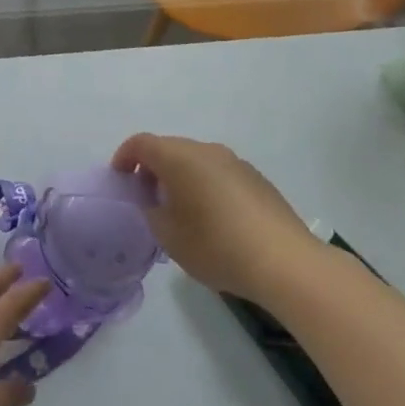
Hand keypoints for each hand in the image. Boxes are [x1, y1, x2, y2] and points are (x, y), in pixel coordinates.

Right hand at [112, 133, 323, 301]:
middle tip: (146, 199)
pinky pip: (220, 174)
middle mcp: (207, 150)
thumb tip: (155, 201)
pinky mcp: (257, 180)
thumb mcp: (168, 236)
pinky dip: (206, 187)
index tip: (120, 179)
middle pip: (170, 149)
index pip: (142, 143)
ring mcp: (236, 163)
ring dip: (181, 178)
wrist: (284, 261)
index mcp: (179, 157)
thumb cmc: (216, 245)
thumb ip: (152, 212)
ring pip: (197, 161)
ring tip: (180, 212)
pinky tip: (213, 220)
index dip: (124, 157)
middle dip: (153, 169)